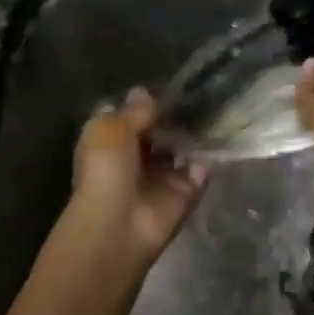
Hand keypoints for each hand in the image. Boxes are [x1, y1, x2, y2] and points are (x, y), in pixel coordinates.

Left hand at [66, 89, 210, 265]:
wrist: (119, 224)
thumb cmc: (106, 170)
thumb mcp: (111, 128)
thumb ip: (134, 111)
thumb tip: (145, 92)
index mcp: (111, 144)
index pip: (130, 119)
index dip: (144, 105)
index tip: (164, 90)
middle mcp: (135, 160)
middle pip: (159, 133)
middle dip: (173, 118)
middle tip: (193, 99)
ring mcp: (161, 179)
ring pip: (181, 150)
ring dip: (191, 137)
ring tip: (206, 117)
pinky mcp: (184, 195)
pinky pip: (199, 173)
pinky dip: (205, 162)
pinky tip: (207, 147)